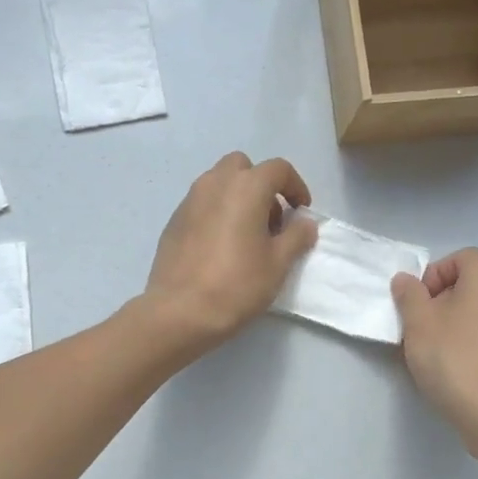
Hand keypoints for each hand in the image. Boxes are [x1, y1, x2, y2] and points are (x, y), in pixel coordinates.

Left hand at [141, 153, 319, 350]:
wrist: (179, 311)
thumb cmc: (236, 284)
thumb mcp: (278, 263)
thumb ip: (296, 236)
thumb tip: (304, 222)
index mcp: (245, 187)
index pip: (278, 169)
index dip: (296, 186)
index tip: (301, 212)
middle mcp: (215, 183)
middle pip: (243, 167)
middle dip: (261, 186)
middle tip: (271, 220)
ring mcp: (189, 200)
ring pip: (219, 183)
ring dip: (238, 197)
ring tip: (247, 235)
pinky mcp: (173, 220)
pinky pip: (202, 203)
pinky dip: (217, 212)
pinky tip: (221, 246)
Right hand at [391, 249, 477, 452]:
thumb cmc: (453, 359)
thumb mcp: (418, 323)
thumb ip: (409, 295)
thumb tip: (406, 280)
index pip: (463, 257)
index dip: (436, 272)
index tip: (419, 301)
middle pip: (472, 285)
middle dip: (443, 300)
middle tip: (421, 326)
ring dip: (457, 323)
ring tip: (435, 351)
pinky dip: (474, 344)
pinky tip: (457, 371)